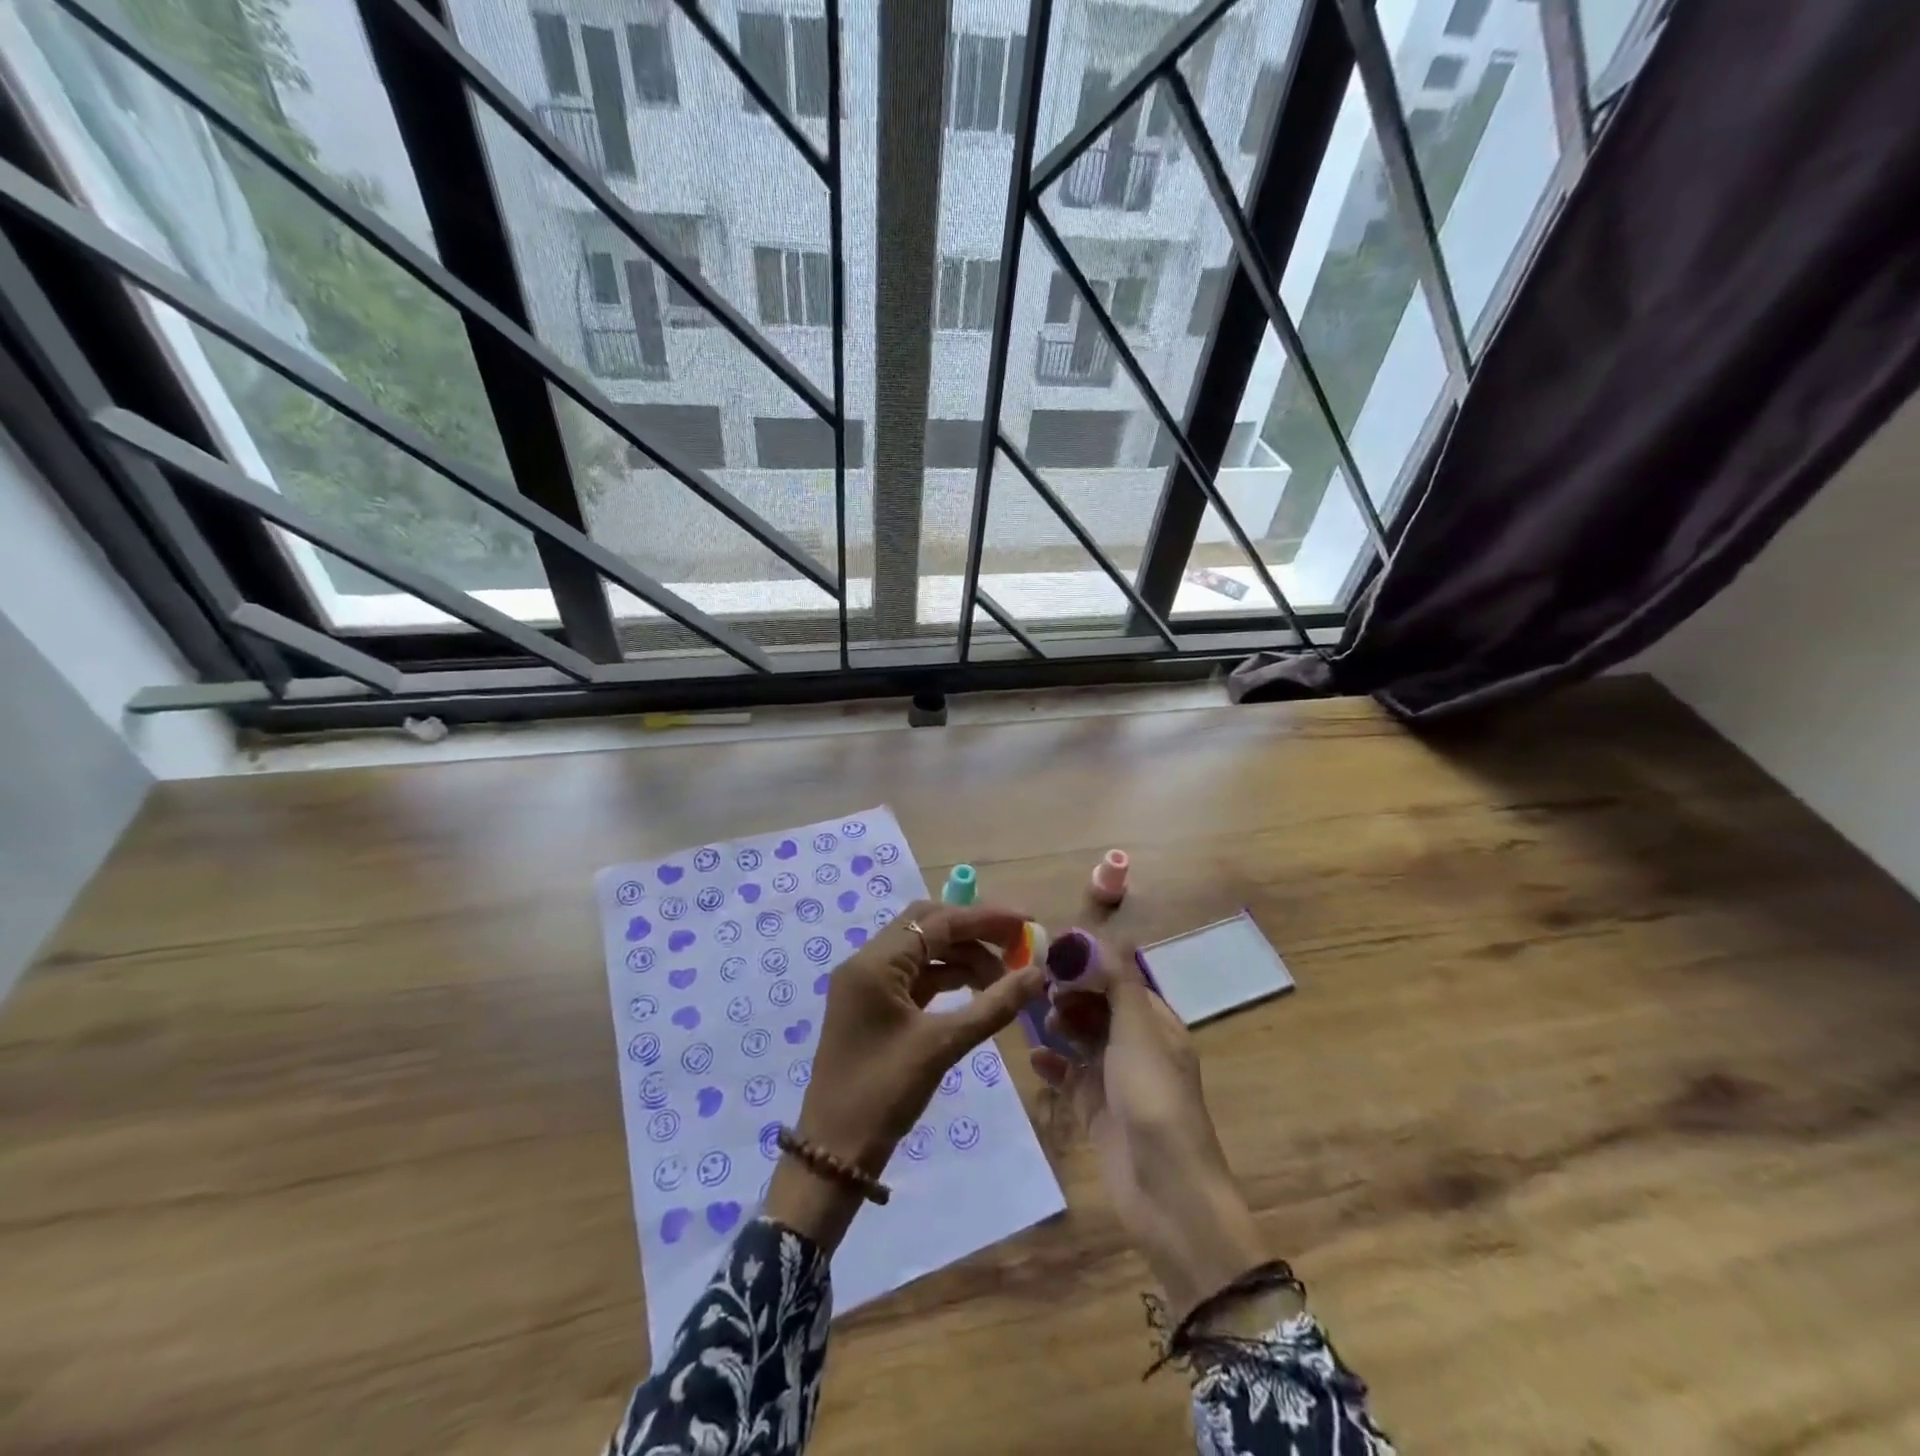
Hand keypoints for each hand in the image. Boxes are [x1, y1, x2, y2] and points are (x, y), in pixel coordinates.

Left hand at [765, 900, 1043, 1250]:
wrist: (833, 1153)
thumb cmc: (884, 1093)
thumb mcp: (942, 1046)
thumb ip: (992, 1006)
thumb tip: (1037, 975)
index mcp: (875, 963)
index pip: (937, 922)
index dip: (984, 919)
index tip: (1026, 924)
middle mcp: (867, 962)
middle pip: (927, 926)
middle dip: (974, 931)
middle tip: (1016, 945)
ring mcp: (868, 985)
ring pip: (923, 952)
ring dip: (963, 957)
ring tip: (1004, 979)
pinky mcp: (873, 1007)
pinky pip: (915, 977)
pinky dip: (947, 978)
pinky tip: (978, 991)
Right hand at [1031, 937, 1266, 1317]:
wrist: (1166, 1192)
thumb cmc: (1154, 1098)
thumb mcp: (1139, 1030)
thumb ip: (1117, 981)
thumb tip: (1099, 935)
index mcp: (1156, 1024)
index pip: (1119, 979)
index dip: (1088, 964)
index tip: (1051, 951)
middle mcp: (1137, 1047)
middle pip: (1098, 1007)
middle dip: (1070, 993)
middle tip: (1038, 988)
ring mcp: (1115, 1080)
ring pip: (1082, 1039)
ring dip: (1060, 1025)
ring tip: (1037, 1021)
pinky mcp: (1096, 1111)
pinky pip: (1069, 1077)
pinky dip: (1053, 1065)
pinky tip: (1034, 1059)